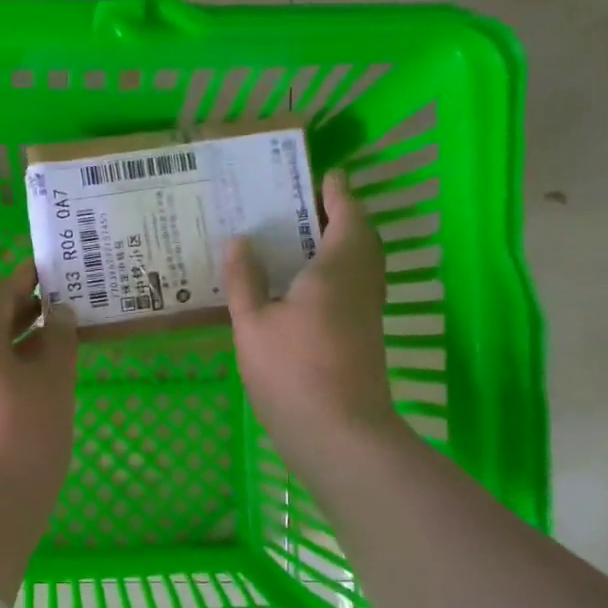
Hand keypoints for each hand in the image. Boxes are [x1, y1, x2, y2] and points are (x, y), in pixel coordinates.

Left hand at [0, 260, 78, 603]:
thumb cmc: (24, 440)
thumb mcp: (53, 386)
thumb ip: (58, 343)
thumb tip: (58, 314)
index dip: (21, 279)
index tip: (46, 270)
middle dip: (20, 316)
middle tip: (58, 312)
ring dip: (13, 352)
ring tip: (51, 357)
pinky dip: (2, 381)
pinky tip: (27, 400)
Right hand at [224, 169, 402, 476]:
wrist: (339, 433)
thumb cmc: (292, 371)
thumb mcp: (253, 323)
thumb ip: (246, 279)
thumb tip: (240, 240)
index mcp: (338, 268)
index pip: (346, 214)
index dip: (337, 192)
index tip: (324, 174)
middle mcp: (361, 283)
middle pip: (360, 237)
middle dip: (340, 216)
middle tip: (306, 205)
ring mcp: (367, 312)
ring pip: (360, 264)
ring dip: (340, 245)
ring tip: (302, 240)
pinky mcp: (364, 337)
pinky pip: (353, 287)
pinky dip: (335, 273)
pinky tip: (303, 287)